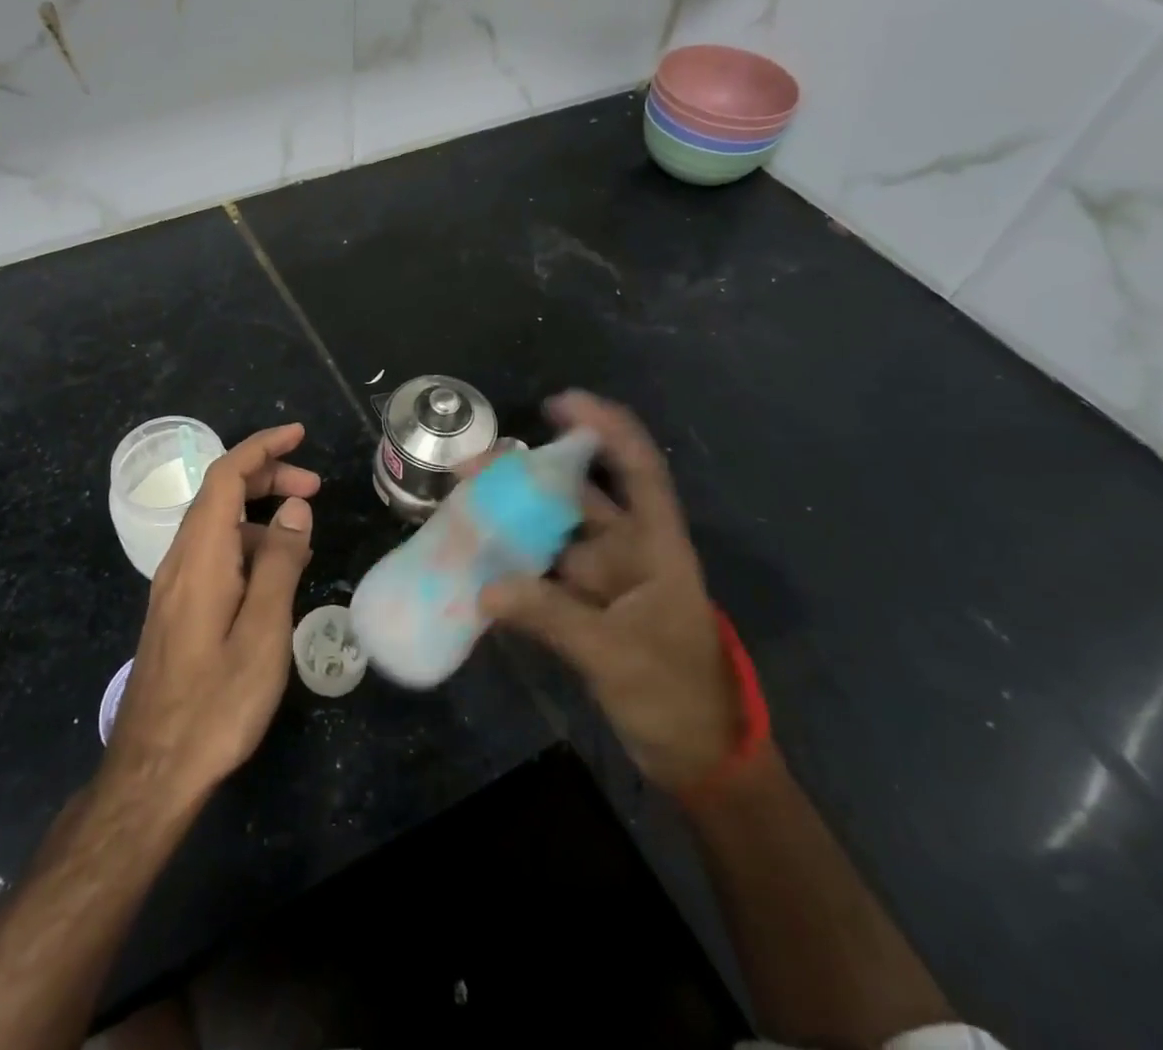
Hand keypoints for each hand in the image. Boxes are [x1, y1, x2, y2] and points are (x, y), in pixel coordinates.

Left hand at [102, 423, 318, 812]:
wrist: (153, 771)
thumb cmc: (216, 703)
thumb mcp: (263, 631)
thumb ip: (279, 562)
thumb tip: (294, 508)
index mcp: (201, 557)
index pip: (225, 476)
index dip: (261, 447)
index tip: (299, 435)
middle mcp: (181, 561)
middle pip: (220, 494)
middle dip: (266, 476)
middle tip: (315, 487)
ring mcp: (174, 586)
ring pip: (217, 525)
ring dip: (259, 513)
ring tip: (303, 535)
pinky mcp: (177, 610)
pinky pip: (214, 555)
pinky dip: (247, 544)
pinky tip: (274, 574)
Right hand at [478, 392, 738, 797]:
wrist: (698, 758)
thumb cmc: (676, 694)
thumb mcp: (617, 654)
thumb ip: (552, 617)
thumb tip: (485, 589)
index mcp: (656, 546)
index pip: (638, 470)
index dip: (606, 429)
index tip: (561, 404)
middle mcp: (628, 552)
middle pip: (578, 498)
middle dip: (531, 475)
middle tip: (476, 462)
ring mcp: (603, 582)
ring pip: (554, 535)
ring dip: (514, 519)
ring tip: (465, 501)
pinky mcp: (582, 610)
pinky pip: (540, 576)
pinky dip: (512, 566)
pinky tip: (475, 557)